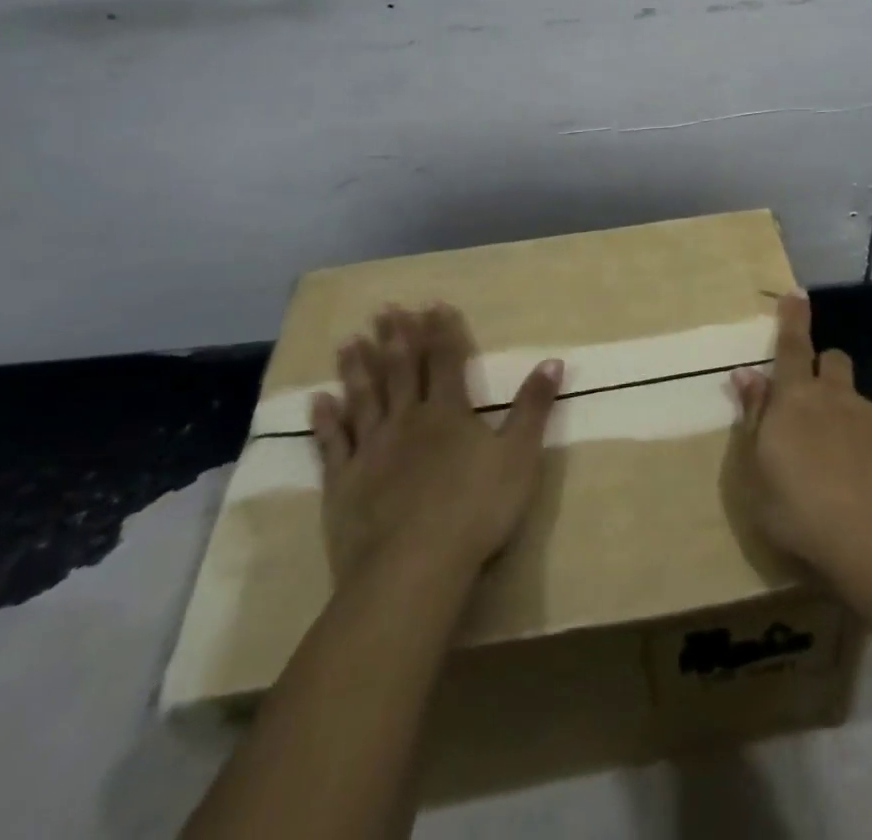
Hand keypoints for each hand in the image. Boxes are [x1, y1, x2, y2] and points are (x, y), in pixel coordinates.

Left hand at [309, 303, 562, 587]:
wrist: (413, 568)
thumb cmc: (476, 510)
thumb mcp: (520, 456)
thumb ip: (533, 407)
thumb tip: (553, 360)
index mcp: (449, 412)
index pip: (447, 360)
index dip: (442, 331)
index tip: (433, 303)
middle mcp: (407, 420)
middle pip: (401, 370)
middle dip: (396, 337)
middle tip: (385, 308)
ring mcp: (371, 450)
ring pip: (364, 398)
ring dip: (358, 367)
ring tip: (349, 340)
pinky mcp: (344, 482)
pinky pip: (333, 444)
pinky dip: (325, 421)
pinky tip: (317, 401)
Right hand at [729, 293, 871, 576]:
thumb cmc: (799, 509)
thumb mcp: (755, 472)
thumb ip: (753, 417)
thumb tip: (746, 376)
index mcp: (795, 399)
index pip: (791, 346)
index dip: (792, 318)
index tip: (796, 293)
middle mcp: (836, 397)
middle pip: (832, 361)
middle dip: (822, 367)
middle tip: (812, 400)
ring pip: (858, 399)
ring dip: (846, 413)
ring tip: (840, 459)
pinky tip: (869, 484)